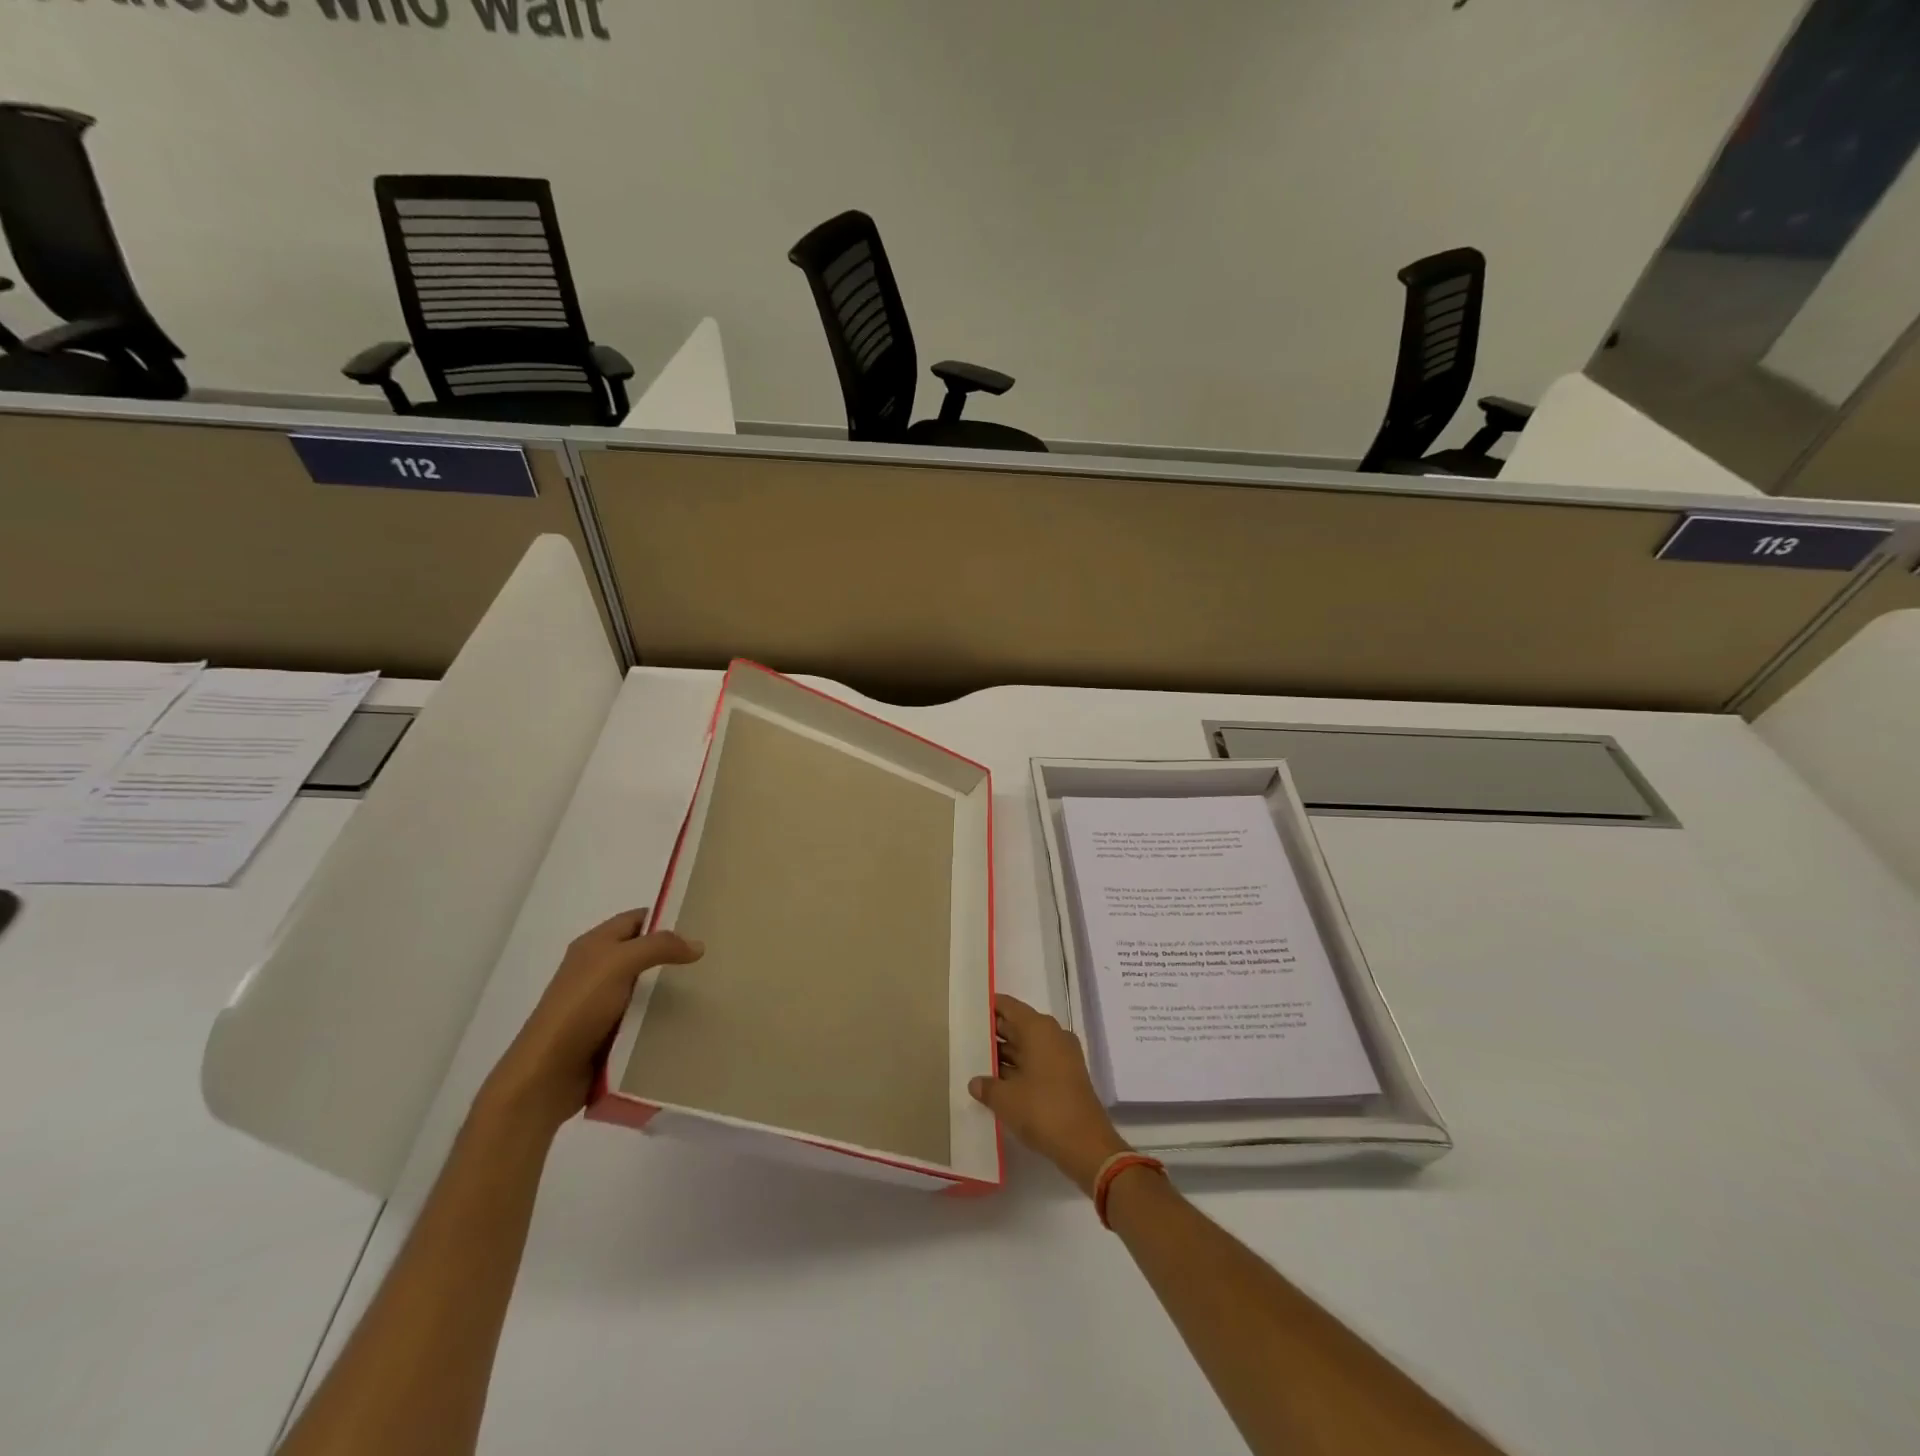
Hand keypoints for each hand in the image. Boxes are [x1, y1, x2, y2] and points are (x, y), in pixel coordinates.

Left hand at [482, 909, 703, 1133]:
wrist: (546, 1076)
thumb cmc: (579, 1009)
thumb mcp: (619, 964)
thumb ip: (659, 947)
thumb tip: (698, 944)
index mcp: (594, 944)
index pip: (637, 919)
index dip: (667, 916)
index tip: (703, 922)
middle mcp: (596, 968)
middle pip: (643, 952)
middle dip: (674, 953)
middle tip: (711, 957)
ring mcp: (601, 1003)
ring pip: (645, 986)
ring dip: (671, 987)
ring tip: (708, 987)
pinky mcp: (608, 1033)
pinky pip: (642, 1016)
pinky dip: (661, 1016)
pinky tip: (686, 1019)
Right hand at [969, 993, 1130, 1194]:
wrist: (1086, 1144)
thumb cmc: (1043, 1110)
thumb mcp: (1006, 1099)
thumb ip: (987, 1086)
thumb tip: (975, 1082)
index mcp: (1038, 1029)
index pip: (1009, 1006)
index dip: (989, 1006)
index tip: (969, 1009)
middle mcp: (1052, 1035)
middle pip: (1018, 1025)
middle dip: (994, 1032)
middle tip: (967, 1037)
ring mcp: (1062, 1055)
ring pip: (1027, 1045)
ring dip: (1005, 1054)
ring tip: (977, 1061)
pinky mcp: (1066, 1076)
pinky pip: (1037, 1062)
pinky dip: (1019, 1068)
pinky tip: (998, 1081)